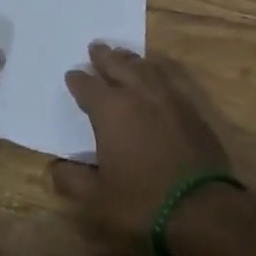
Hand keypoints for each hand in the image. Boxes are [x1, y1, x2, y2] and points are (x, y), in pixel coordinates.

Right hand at [50, 43, 232, 240]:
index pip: (87, 86)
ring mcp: (166, 97)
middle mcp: (136, 93)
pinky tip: (154, 77)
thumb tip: (53, 167)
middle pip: (117, 65)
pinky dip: (154, 72)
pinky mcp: (189, 108)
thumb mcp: (99, 200)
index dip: (77, 80)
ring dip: (129, 59)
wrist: (202, 208)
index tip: (72, 75)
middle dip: (104, 56)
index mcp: (110, 110)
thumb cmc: (142, 202)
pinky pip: (166, 79)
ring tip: (122, 54)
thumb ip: (73, 181)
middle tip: (96, 47)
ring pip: (143, 67)